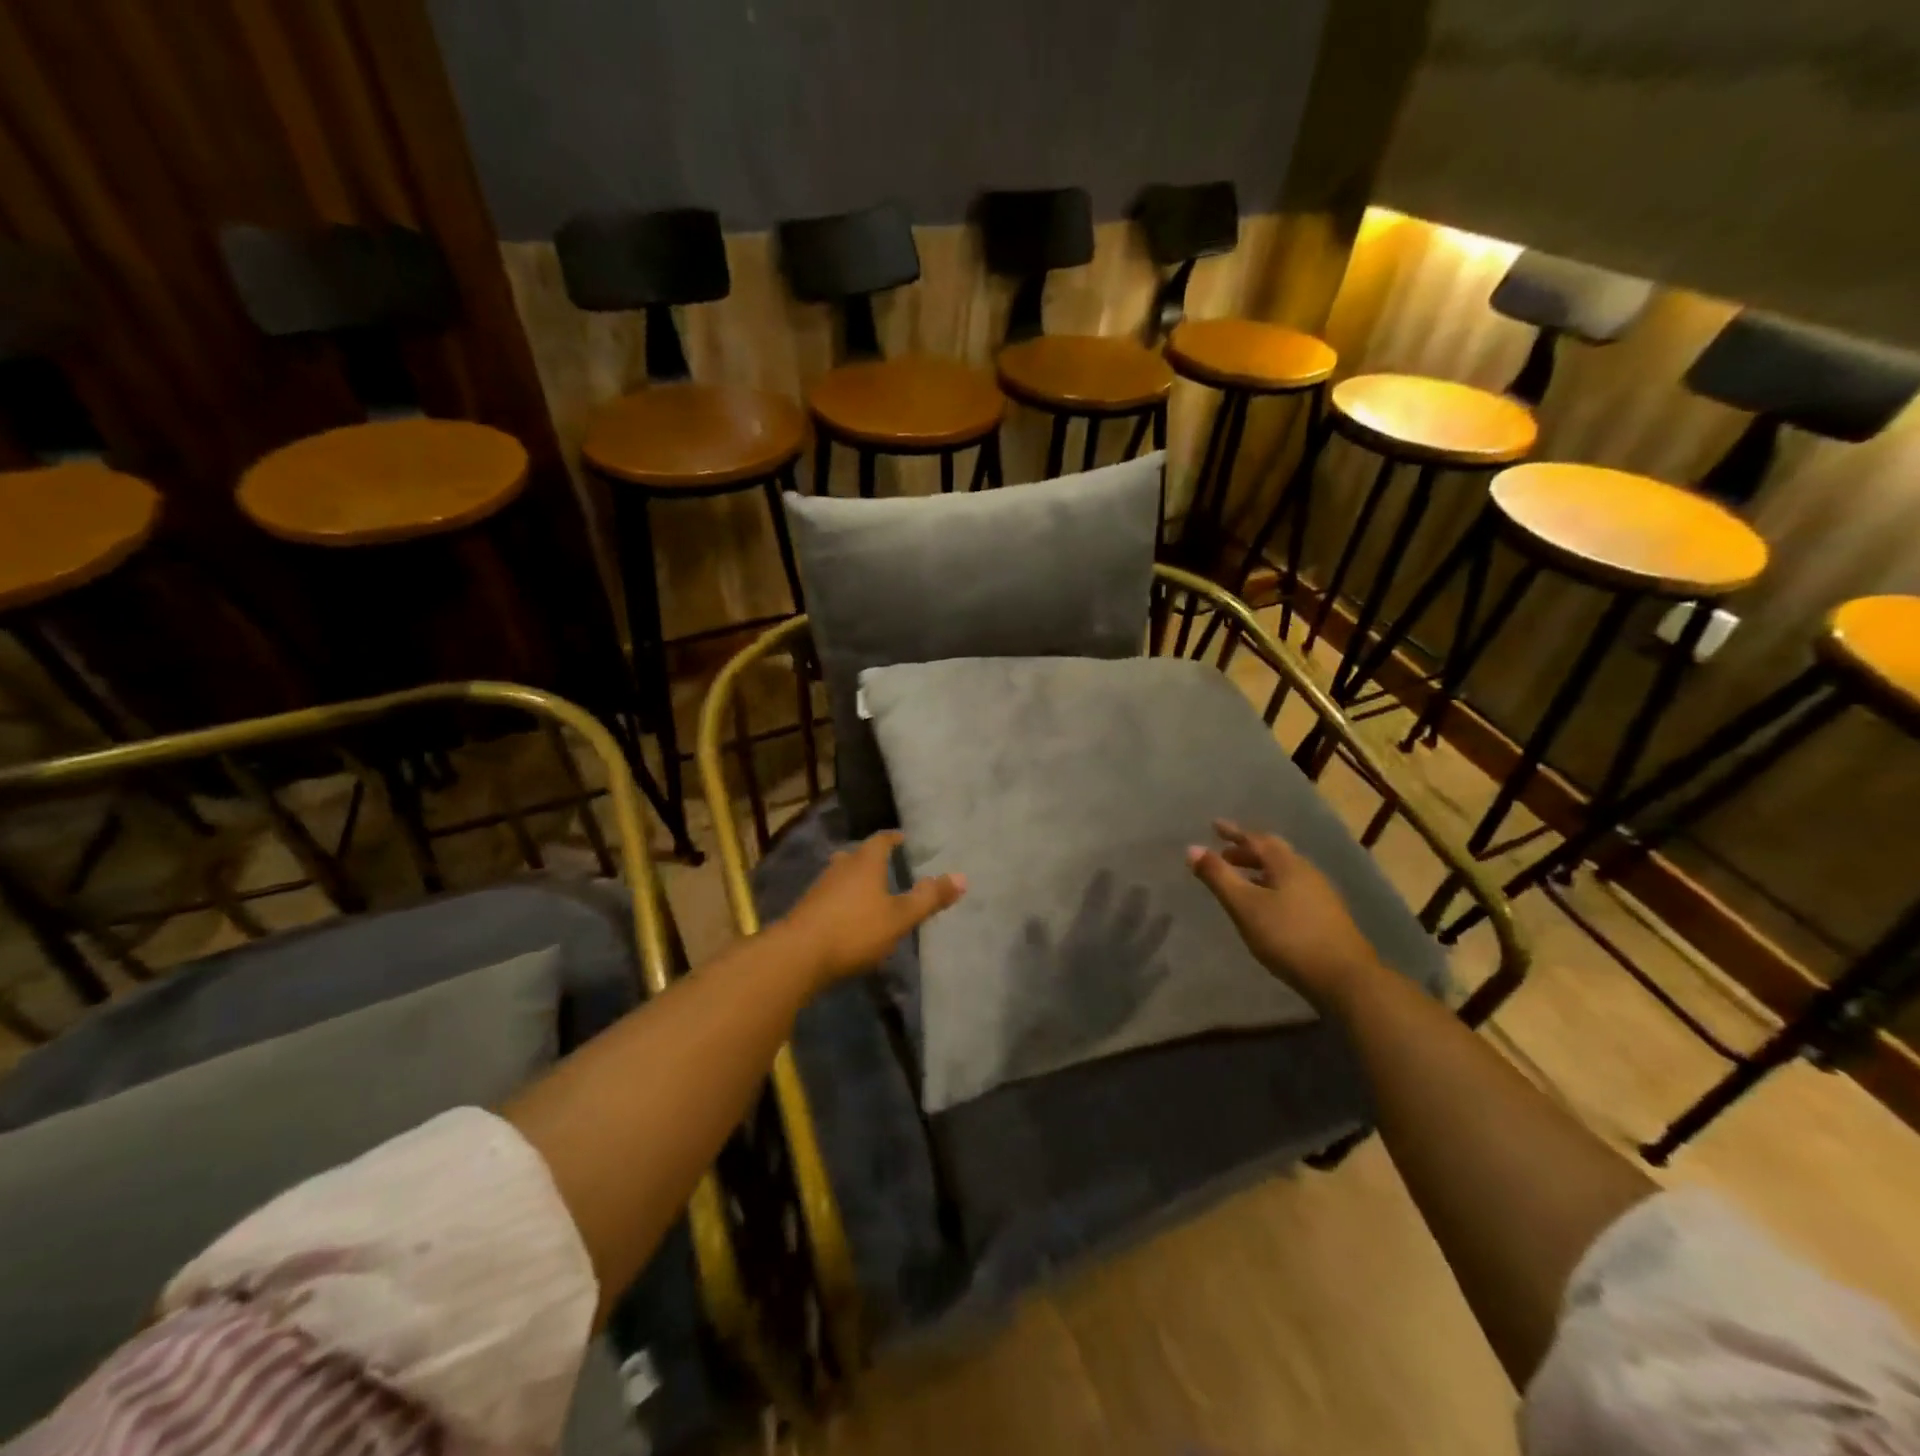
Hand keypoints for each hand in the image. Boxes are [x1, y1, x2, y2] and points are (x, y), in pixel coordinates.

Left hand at [778, 831, 965, 989]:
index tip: (904, 839)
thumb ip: (929, 898)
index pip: (881, 840)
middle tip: (888, 865)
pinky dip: (842, 900)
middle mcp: (841, 867)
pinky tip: (848, 916)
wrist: (797, 955)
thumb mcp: (900, 917)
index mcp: (865, 862)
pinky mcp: (807, 909)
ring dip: (855, 880)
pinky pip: (830, 896)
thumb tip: (962, 877)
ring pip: (842, 875)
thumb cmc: (855, 930)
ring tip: (870, 891)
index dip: (894, 838)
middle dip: (872, 859)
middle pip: (858, 855)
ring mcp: (820, 887)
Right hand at [1187, 819, 1379, 1008]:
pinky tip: (1266, 907)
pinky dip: (1272, 888)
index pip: (1257, 839)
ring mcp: (1321, 895)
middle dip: (1247, 852)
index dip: (1234, 833)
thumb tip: (1192, 848)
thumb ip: (1218, 877)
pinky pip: (1293, 889)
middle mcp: (1307, 872)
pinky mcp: (1327, 917)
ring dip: (1260, 871)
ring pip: (1284, 873)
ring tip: (1241, 880)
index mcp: (1288, 864)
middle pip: (1274, 854)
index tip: (1214, 826)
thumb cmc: (1289, 937)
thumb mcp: (1245, 906)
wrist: (1345, 979)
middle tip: (1224, 855)